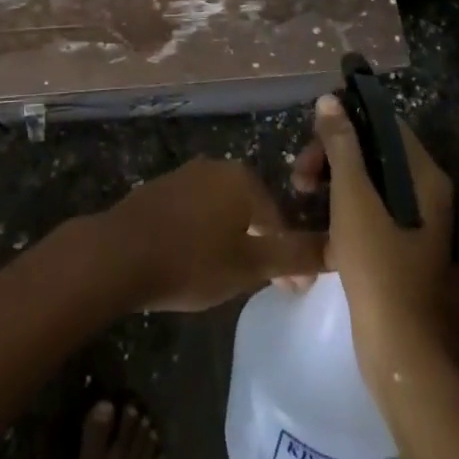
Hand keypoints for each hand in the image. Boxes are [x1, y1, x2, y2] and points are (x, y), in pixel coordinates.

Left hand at [87, 158, 325, 312]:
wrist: (121, 252)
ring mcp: (187, 174)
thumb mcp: (249, 266)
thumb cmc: (192, 260)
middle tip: (260, 284)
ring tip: (227, 274)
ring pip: (223, 209)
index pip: (279, 220)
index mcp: (243, 179)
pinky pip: (197, 210)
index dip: (287, 258)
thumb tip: (337, 248)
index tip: (289, 291)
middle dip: (260, 244)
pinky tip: (196, 259)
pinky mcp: (162, 187)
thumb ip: (293, 256)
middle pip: (251, 209)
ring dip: (231, 237)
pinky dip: (204, 232)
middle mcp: (217, 166)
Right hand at [291, 94, 453, 389]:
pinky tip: (315, 218)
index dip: (347, 120)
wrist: (397, 348)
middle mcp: (425, 192)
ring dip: (331, 179)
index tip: (312, 133)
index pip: (385, 123)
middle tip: (300, 173)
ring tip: (301, 194)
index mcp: (424, 175)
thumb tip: (330, 99)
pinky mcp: (399, 245)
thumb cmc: (377, 263)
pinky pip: (368, 207)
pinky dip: (341, 205)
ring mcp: (413, 220)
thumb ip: (341, 144)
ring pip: (367, 180)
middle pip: (373, 151)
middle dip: (332, 154)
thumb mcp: (353, 196)